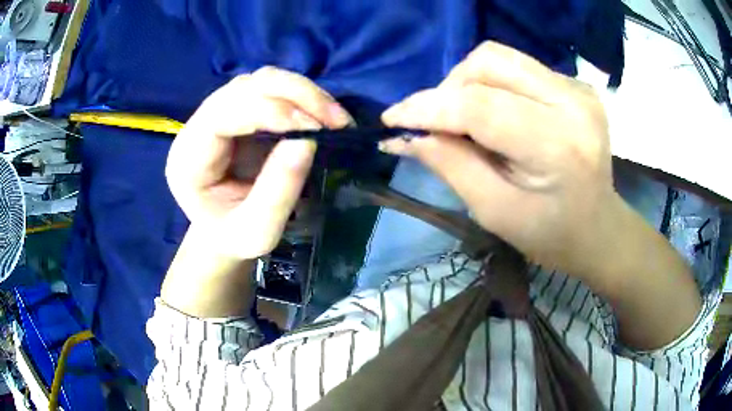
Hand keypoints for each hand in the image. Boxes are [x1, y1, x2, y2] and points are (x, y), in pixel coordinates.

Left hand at [166, 67, 351, 258]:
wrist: (224, 231)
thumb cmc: (234, 237)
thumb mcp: (257, 231)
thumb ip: (277, 192)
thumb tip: (307, 141)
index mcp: (189, 159)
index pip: (223, 114)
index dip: (269, 112)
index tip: (315, 128)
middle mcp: (198, 127)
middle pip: (244, 87)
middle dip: (294, 94)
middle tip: (337, 119)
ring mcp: (219, 113)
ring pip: (259, 80)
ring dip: (301, 91)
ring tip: (335, 117)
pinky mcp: (239, 110)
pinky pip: (270, 88)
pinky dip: (300, 95)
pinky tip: (321, 113)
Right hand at [379, 41, 617, 275]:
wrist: (600, 228)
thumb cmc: (552, 235)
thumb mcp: (496, 212)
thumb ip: (451, 167)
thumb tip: (406, 137)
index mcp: (558, 146)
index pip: (479, 106)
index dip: (428, 108)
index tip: (393, 119)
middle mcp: (572, 103)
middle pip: (489, 63)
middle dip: (448, 89)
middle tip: (437, 124)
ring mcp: (578, 89)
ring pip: (500, 58)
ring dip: (468, 82)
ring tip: (464, 118)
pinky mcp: (576, 85)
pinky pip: (518, 68)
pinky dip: (493, 85)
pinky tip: (496, 116)